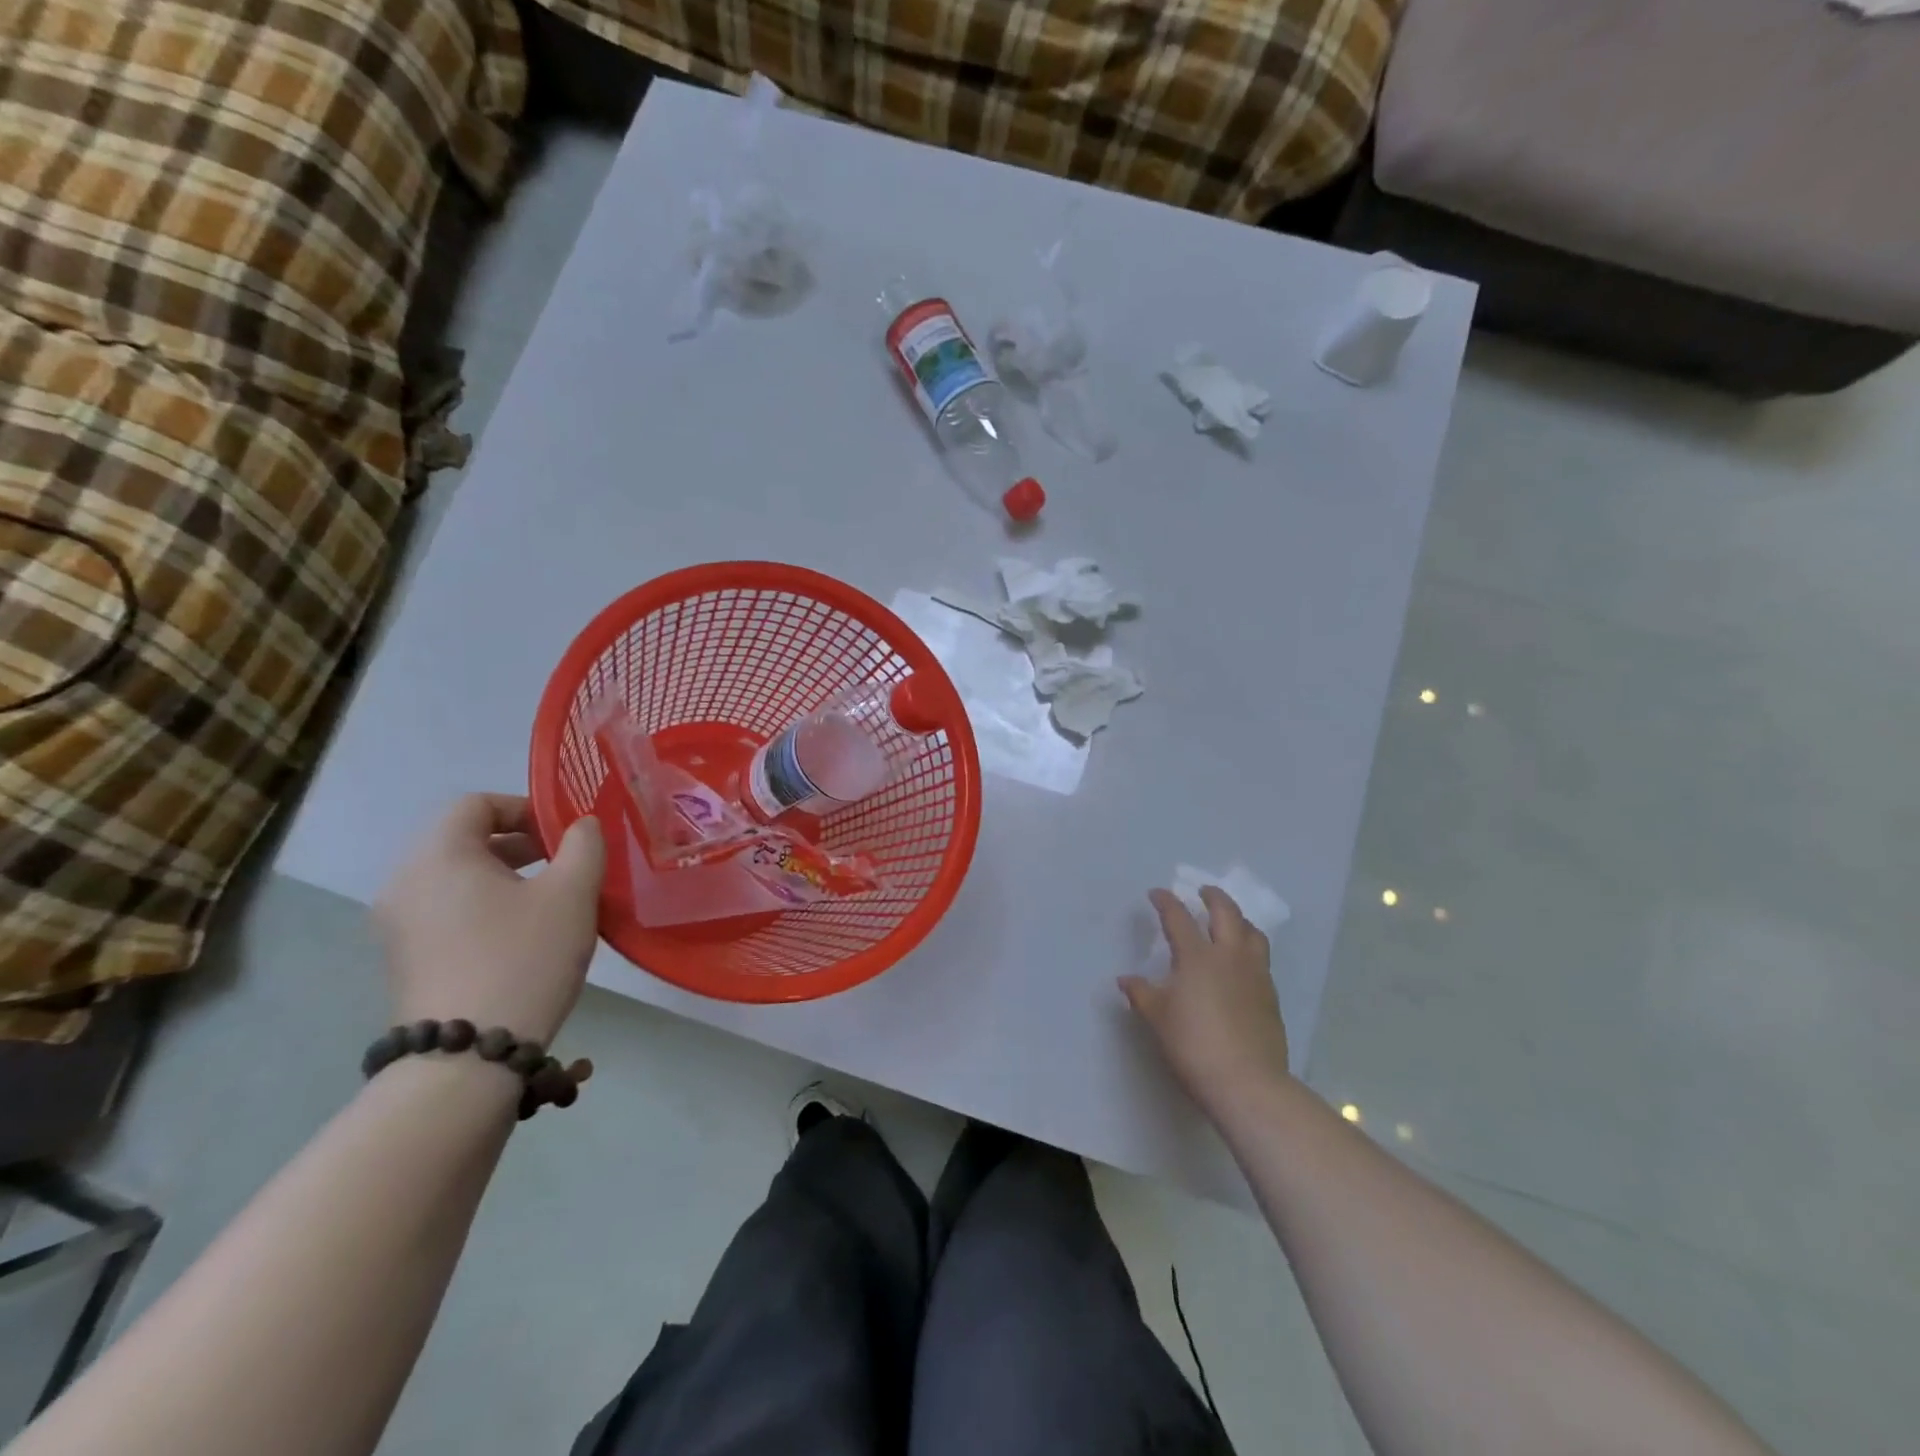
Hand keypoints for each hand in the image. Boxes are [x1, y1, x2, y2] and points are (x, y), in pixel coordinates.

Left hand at [374, 794, 604, 1044]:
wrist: (467, 1057)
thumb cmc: (524, 957)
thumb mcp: (573, 893)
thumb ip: (584, 844)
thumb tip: (581, 825)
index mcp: (438, 855)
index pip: (476, 803)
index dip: (526, 808)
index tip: (565, 834)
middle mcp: (405, 881)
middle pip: (463, 839)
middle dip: (520, 843)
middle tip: (565, 864)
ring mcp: (397, 924)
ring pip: (456, 877)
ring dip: (505, 876)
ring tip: (550, 901)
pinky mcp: (404, 959)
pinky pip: (446, 910)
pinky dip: (484, 906)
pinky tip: (522, 935)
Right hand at [1121, 887, 1290, 1111]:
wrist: (1247, 1082)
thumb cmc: (1193, 1045)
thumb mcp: (1158, 1018)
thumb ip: (1141, 994)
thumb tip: (1125, 979)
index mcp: (1197, 957)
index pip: (1179, 918)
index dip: (1166, 902)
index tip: (1157, 893)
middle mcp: (1229, 956)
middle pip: (1226, 913)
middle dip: (1213, 897)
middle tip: (1203, 891)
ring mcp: (1255, 975)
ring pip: (1252, 933)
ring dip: (1239, 919)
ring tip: (1230, 921)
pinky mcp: (1271, 996)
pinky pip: (1261, 959)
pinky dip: (1250, 948)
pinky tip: (1241, 962)